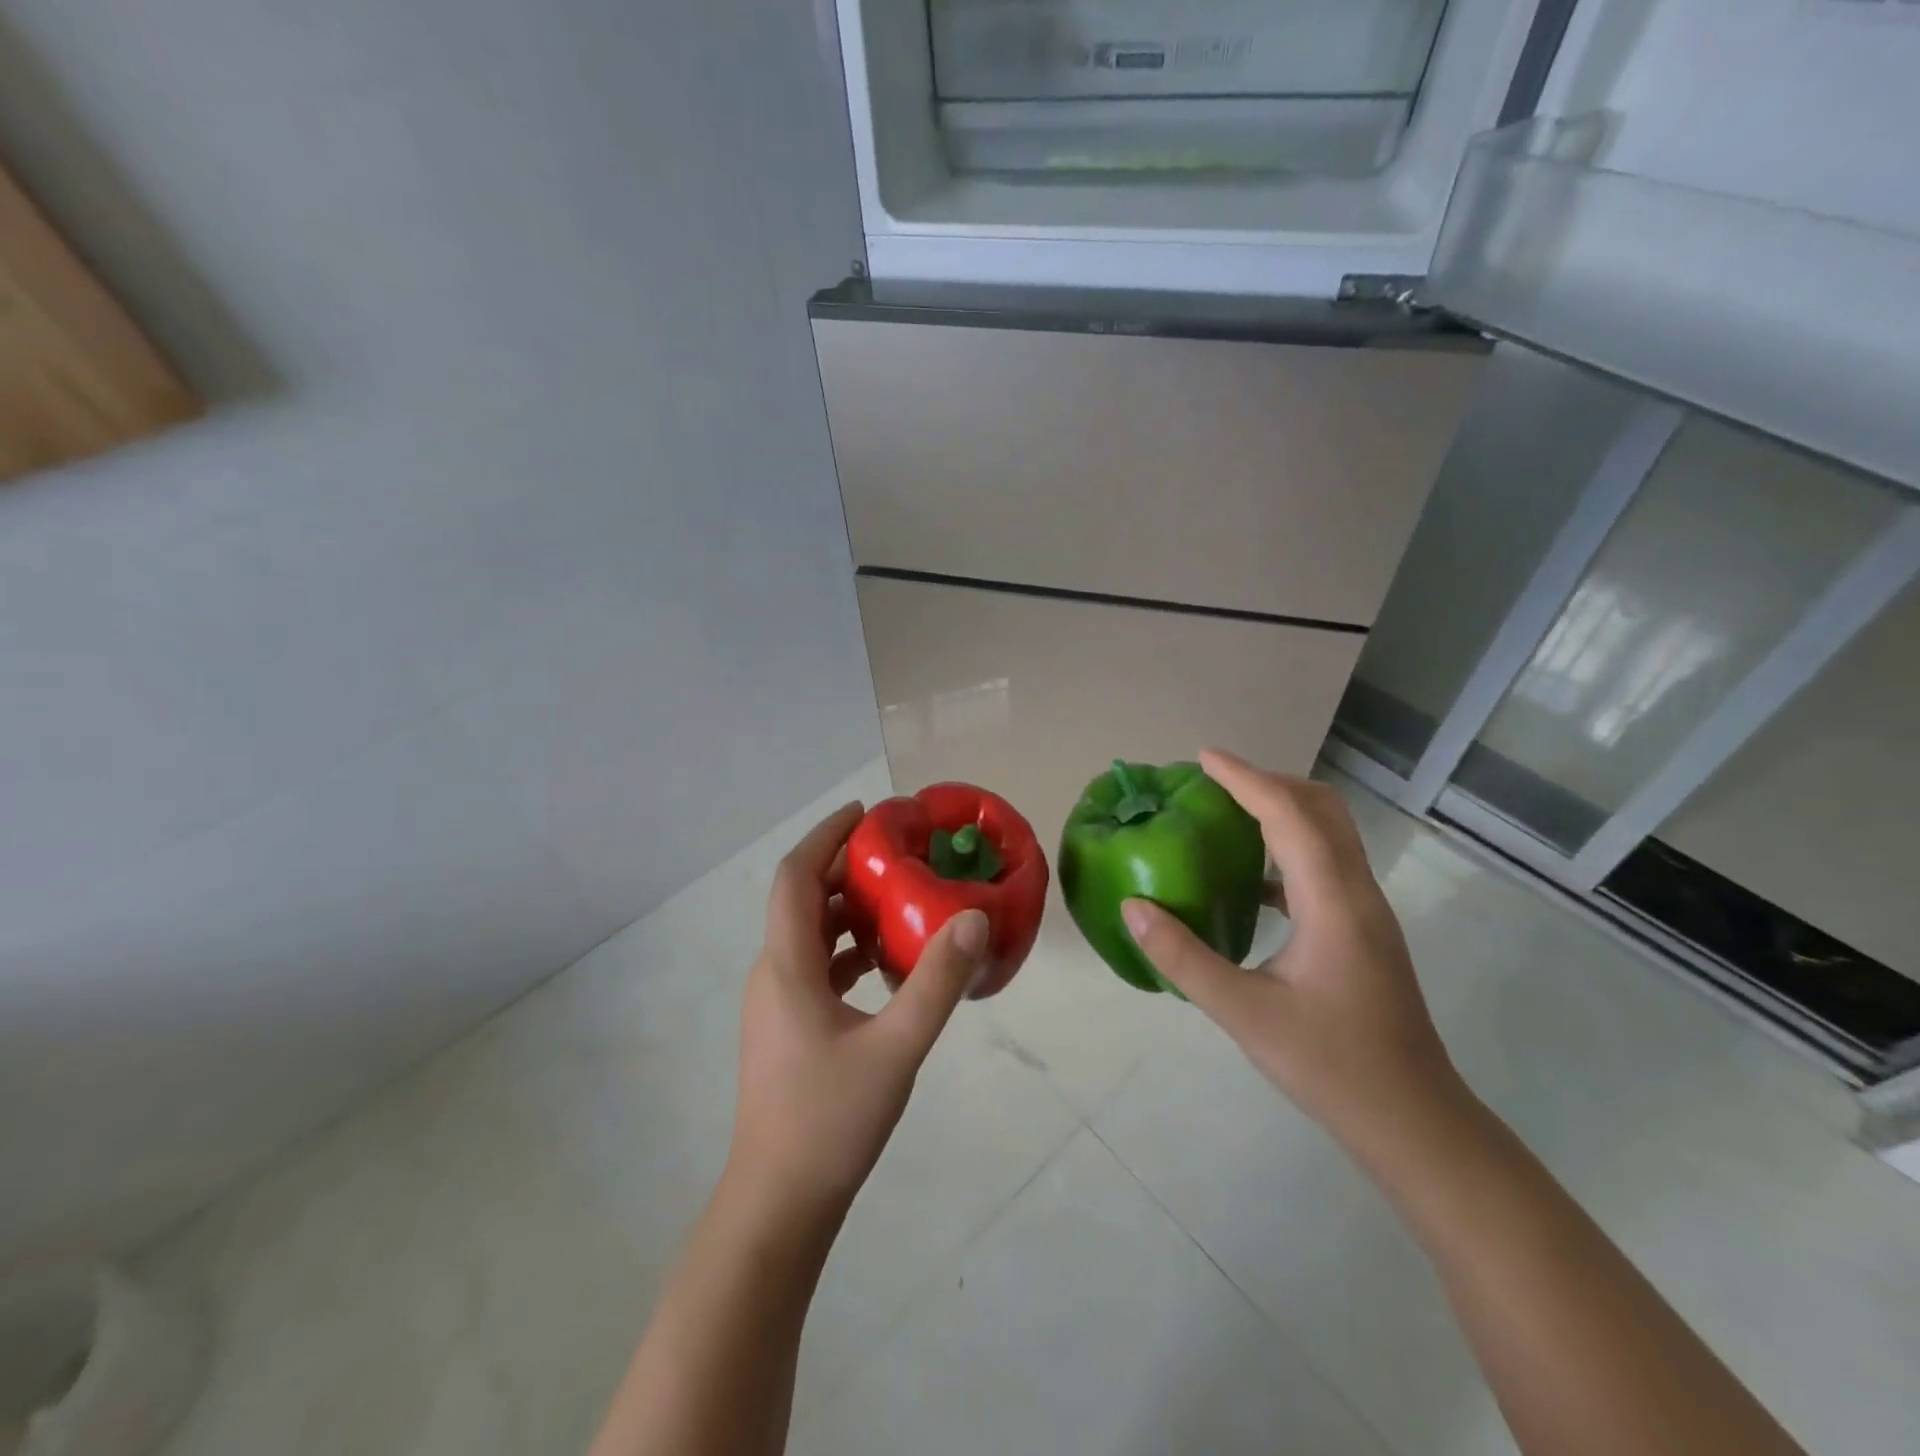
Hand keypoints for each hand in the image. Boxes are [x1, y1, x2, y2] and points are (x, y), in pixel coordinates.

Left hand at [728, 802, 989, 1222]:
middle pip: (802, 900)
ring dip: (847, 910)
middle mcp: (773, 974)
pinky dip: (847, 949)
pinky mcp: (787, 1029)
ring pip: (809, 935)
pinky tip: (885, 963)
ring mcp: (776, 1004)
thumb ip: (937, 982)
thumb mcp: (897, 1048)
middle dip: (844, 869)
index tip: (867, 813)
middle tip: (898, 854)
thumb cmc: (831, 1121)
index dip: (826, 836)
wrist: (778, 1204)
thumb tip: (973, 919)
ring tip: (899, 899)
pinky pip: (815, 967)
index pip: (795, 877)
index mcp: (787, 966)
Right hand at [1120, 750, 1465, 1153]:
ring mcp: (1367, 911)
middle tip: (1213, 784)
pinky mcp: (1364, 930)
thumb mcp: (1243, 1014)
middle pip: (1321, 808)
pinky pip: (1326, 863)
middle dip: (1267, 782)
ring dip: (1281, 810)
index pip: (1289, 815)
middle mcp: (1357, 892)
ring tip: (1227, 816)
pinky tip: (1251, 880)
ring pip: (1329, 833)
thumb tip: (1134, 906)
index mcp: (1333, 902)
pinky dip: (1288, 847)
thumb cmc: (1330, 1066)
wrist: (1414, 1122)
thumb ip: (1183, 957)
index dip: (1246, 779)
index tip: (1203, 758)